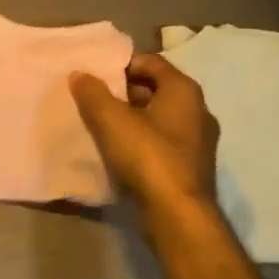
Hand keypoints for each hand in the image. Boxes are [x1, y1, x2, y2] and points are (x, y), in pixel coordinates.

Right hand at [69, 54, 221, 236]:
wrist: (178, 216)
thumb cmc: (148, 156)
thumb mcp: (111, 119)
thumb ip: (92, 93)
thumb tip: (79, 74)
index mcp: (184, 91)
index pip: (151, 62)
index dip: (122, 64)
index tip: (97, 74)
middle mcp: (198, 111)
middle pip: (156, 89)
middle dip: (125, 91)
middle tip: (95, 98)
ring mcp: (199, 142)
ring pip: (159, 118)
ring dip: (133, 117)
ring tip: (102, 124)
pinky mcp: (192, 168)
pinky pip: (163, 142)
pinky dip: (142, 140)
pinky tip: (119, 151)